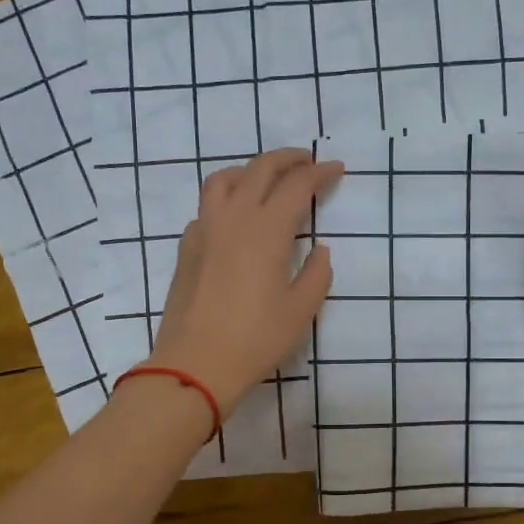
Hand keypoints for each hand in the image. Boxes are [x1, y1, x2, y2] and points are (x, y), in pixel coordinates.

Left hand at [145, 148, 344, 415]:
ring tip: (267, 180)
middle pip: (260, 169)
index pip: (297, 185)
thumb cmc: (255, 339)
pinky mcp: (187, 247)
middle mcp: (234, 218)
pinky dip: (227, 198)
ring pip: (225, 179)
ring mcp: (205, 230)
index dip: (320, 173)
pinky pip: (207, 207)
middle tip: (307, 162)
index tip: (336, 169)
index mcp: (267, 230)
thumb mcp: (300, 311)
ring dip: (250, 170)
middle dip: (287, 159)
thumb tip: (320, 250)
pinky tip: (236, 218)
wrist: (195, 364)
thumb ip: (316, 274)